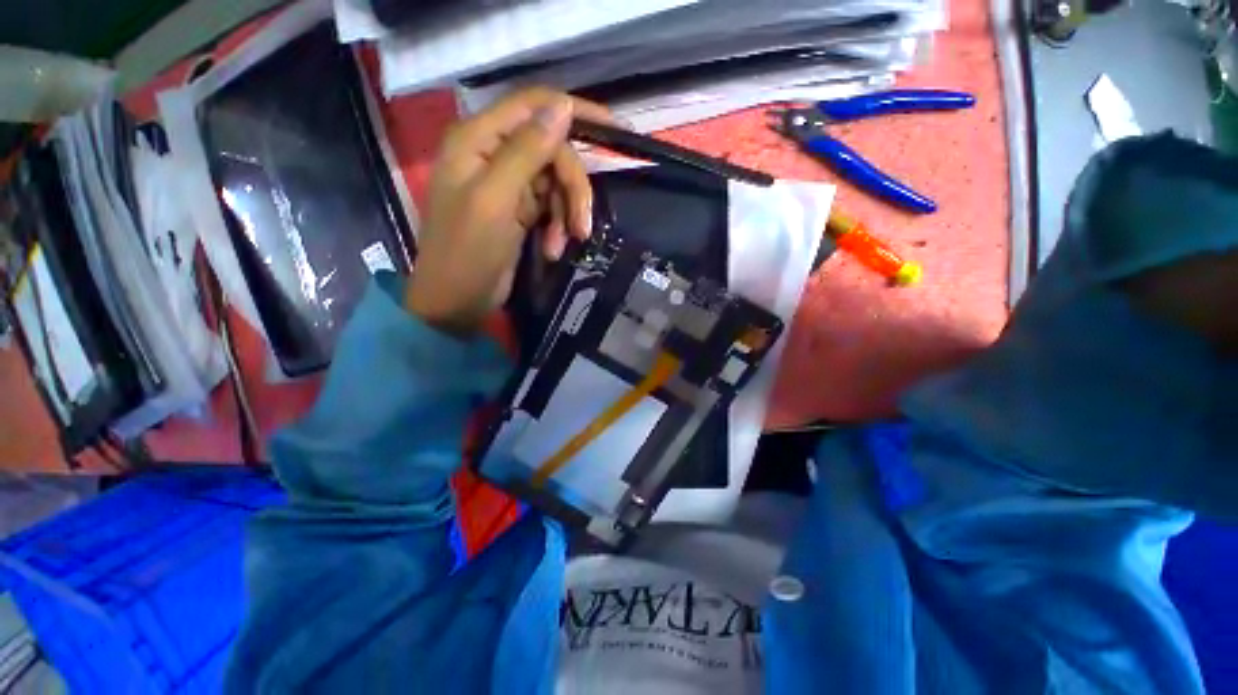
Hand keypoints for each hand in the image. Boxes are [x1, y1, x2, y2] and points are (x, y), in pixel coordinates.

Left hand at [406, 88, 612, 334]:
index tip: (616, 128)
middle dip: (573, 189)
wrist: (458, 299)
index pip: (533, 105)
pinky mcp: (520, 208)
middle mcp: (494, 152)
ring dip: (566, 213)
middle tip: (582, 226)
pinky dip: (558, 227)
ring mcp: (508, 182)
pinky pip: (552, 205)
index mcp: (478, 138)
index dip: (575, 111)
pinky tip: (552, 249)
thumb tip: (563, 108)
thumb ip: (526, 151)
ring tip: (563, 244)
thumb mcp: (496, 200)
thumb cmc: (467, 251)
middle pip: (553, 151)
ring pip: (557, 181)